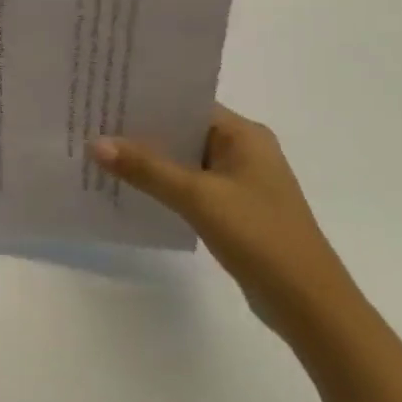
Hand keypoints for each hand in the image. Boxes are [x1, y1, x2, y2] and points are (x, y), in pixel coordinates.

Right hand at [89, 105, 362, 347]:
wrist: (311, 307)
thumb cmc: (261, 238)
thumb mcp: (198, 198)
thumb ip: (147, 169)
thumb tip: (95, 143)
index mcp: (244, 134)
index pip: (186, 102)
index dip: (145, 98)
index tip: (103, 94)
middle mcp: (243, 150)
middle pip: (182, 129)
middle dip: (140, 129)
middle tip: (90, 121)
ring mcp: (239, 181)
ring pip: (182, 159)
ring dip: (148, 159)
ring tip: (99, 151)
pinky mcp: (233, 209)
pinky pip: (188, 185)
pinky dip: (161, 184)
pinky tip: (128, 186)